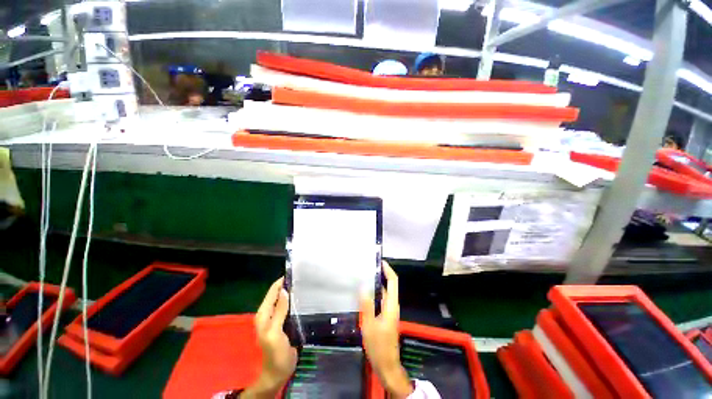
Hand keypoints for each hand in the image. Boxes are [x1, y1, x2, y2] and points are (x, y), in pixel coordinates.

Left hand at [242, 278, 297, 398]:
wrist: (278, 372)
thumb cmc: (275, 353)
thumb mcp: (275, 332)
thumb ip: (279, 311)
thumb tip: (285, 290)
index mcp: (264, 314)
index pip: (273, 291)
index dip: (282, 281)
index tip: (295, 272)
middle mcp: (269, 313)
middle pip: (279, 294)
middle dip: (289, 285)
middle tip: (304, 277)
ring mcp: (277, 318)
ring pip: (285, 299)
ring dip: (293, 292)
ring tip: (306, 284)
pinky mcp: (285, 322)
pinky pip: (290, 307)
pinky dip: (295, 301)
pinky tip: (305, 298)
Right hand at [361, 262, 413, 398]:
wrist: (386, 365)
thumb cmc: (379, 346)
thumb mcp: (369, 325)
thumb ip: (367, 305)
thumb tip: (362, 286)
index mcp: (391, 305)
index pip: (393, 282)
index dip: (388, 270)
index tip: (379, 261)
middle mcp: (392, 305)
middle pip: (389, 285)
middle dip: (380, 274)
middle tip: (367, 267)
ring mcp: (388, 311)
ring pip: (383, 293)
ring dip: (375, 284)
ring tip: (363, 276)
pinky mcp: (384, 316)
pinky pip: (379, 300)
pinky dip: (373, 294)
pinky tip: (362, 293)